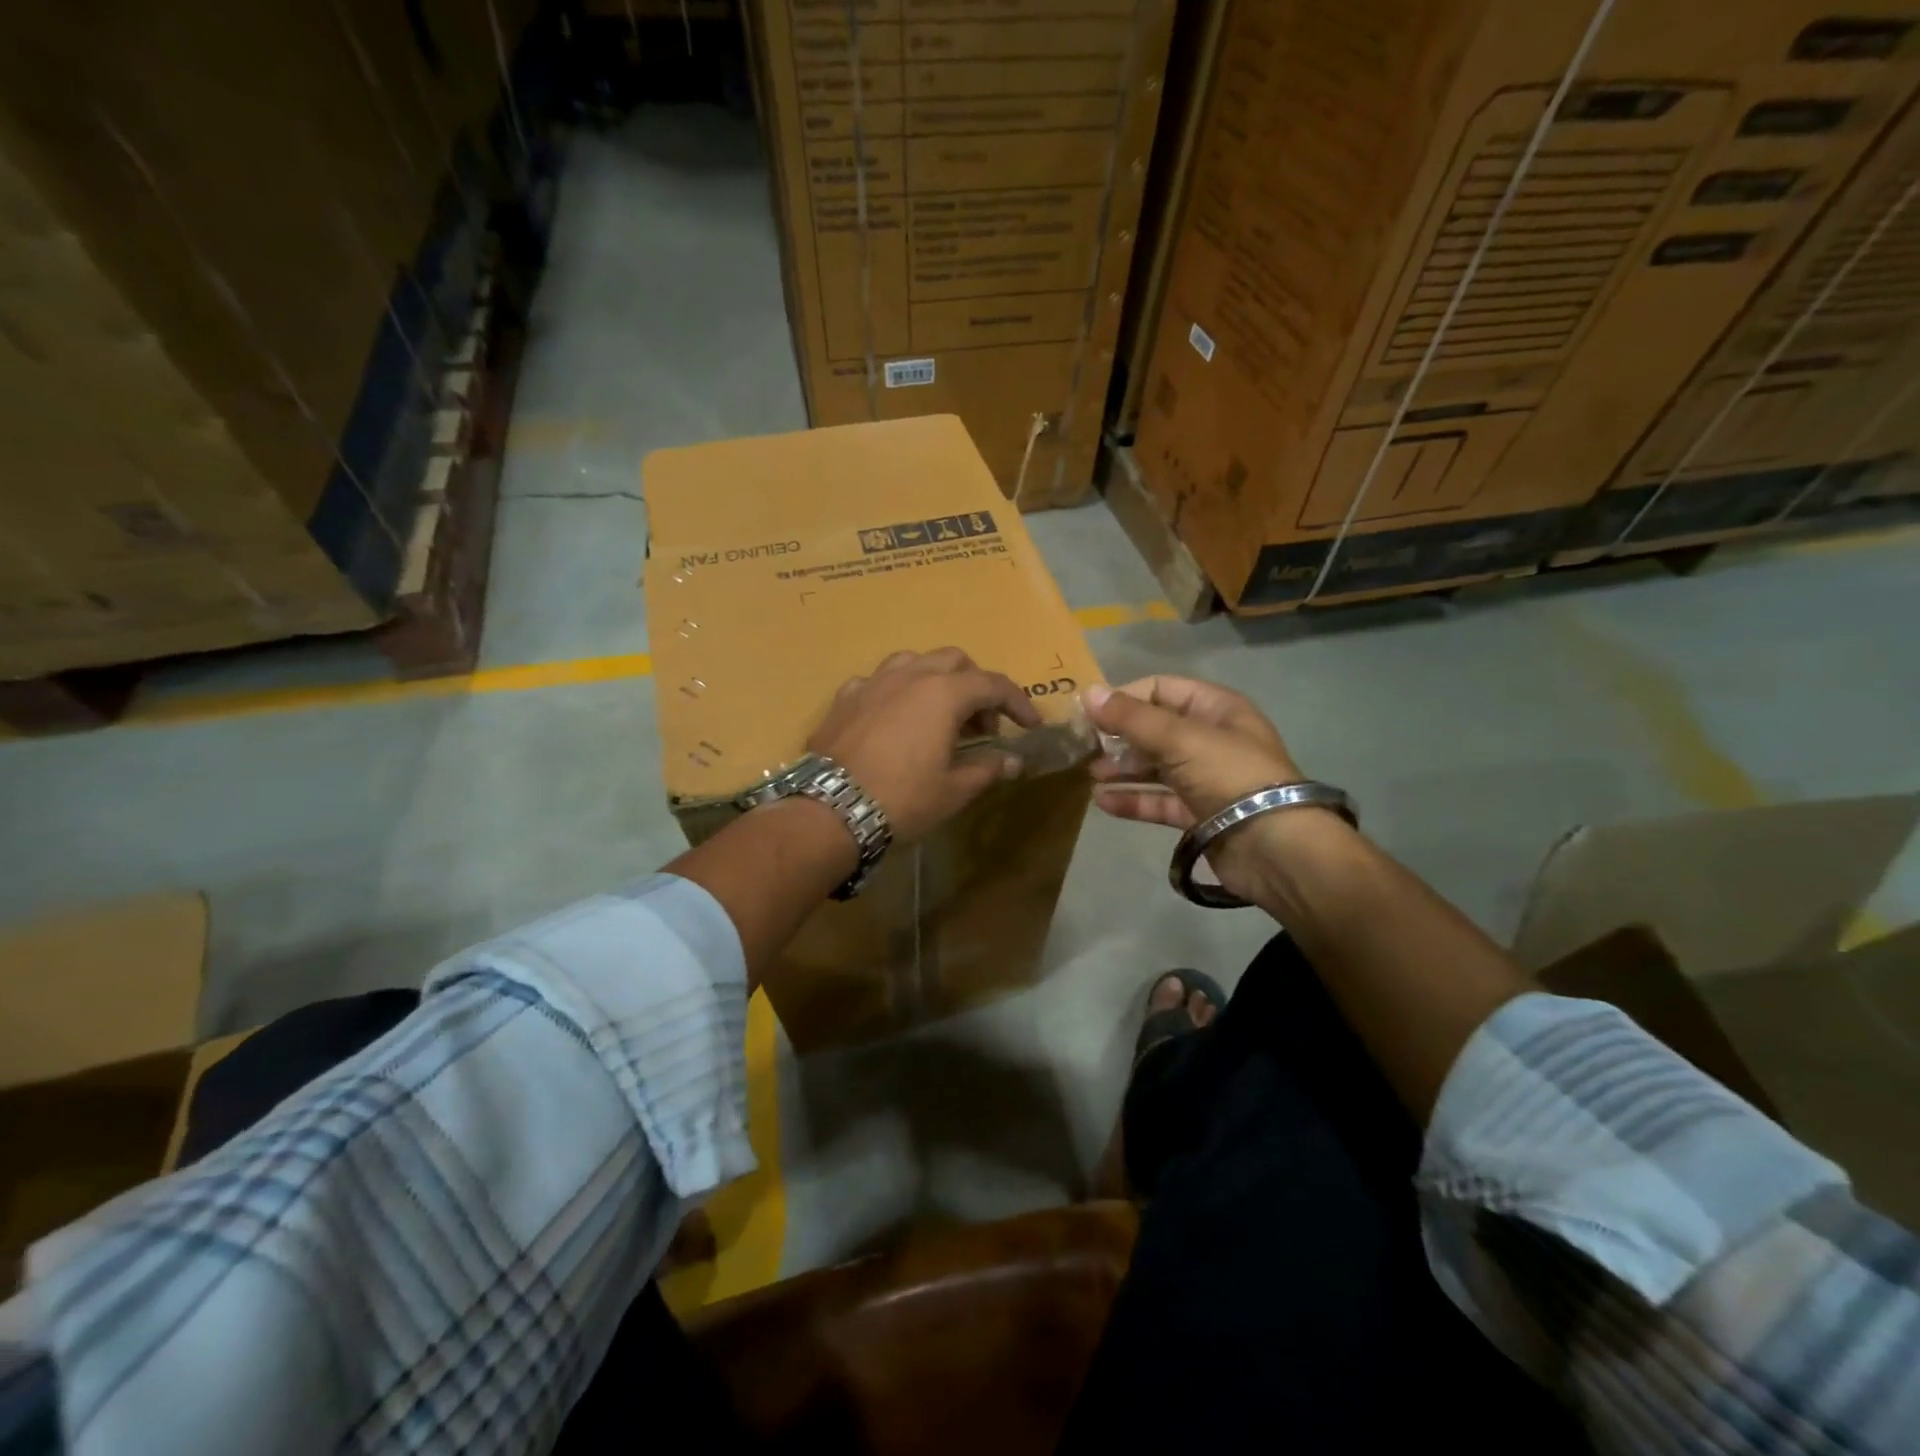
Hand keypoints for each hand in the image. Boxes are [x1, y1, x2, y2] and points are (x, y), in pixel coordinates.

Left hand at [810, 648, 1040, 842]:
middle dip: (976, 686)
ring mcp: (872, 682)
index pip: (993, 685)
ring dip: (936, 681)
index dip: (1018, 703)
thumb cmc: (902, 800)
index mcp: (943, 693)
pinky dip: (897, 694)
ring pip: (913, 662)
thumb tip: (1013, 761)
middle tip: (982, 726)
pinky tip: (894, 720)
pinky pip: (878, 682)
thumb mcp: (953, 790)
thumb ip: (987, 769)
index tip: (1030, 725)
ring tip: (939, 715)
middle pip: (954, 661)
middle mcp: (909, 676)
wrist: (830, 811)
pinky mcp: (844, 698)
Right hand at [1085, 676, 1308, 896]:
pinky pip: (1158, 800)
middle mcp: (1210, 740)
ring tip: (1090, 774)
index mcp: (1216, 709)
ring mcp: (1205, 778)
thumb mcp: (1180, 739)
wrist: (1275, 848)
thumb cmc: (1230, 776)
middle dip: (1119, 736)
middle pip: (1155, 729)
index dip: (1125, 697)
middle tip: (1084, 747)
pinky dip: (1132, 799)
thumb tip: (1088, 692)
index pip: (1161, 689)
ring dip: (1122, 768)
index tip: (1089, 712)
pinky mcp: (1198, 814)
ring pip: (1155, 766)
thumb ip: (1132, 718)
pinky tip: (1103, 801)